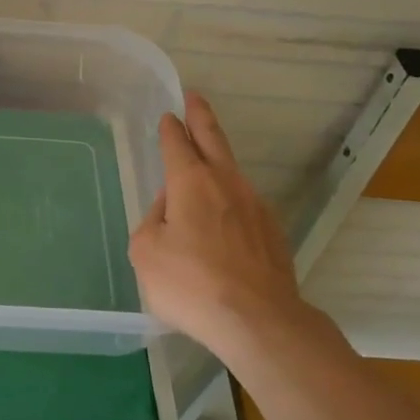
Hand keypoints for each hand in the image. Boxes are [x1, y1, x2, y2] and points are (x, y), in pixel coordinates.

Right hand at [129, 92, 305, 363]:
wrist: (259, 321)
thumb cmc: (192, 283)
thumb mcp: (146, 252)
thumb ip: (152, 222)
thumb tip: (170, 211)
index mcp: (190, 182)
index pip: (177, 143)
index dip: (170, 128)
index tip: (168, 116)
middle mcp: (226, 183)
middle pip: (213, 140)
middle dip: (201, 117)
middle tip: (195, 98)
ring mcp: (255, 206)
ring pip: (231, 173)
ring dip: (217, 161)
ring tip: (206, 163)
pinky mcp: (273, 233)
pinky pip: (244, 206)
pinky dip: (231, 202)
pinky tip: (224, 221)